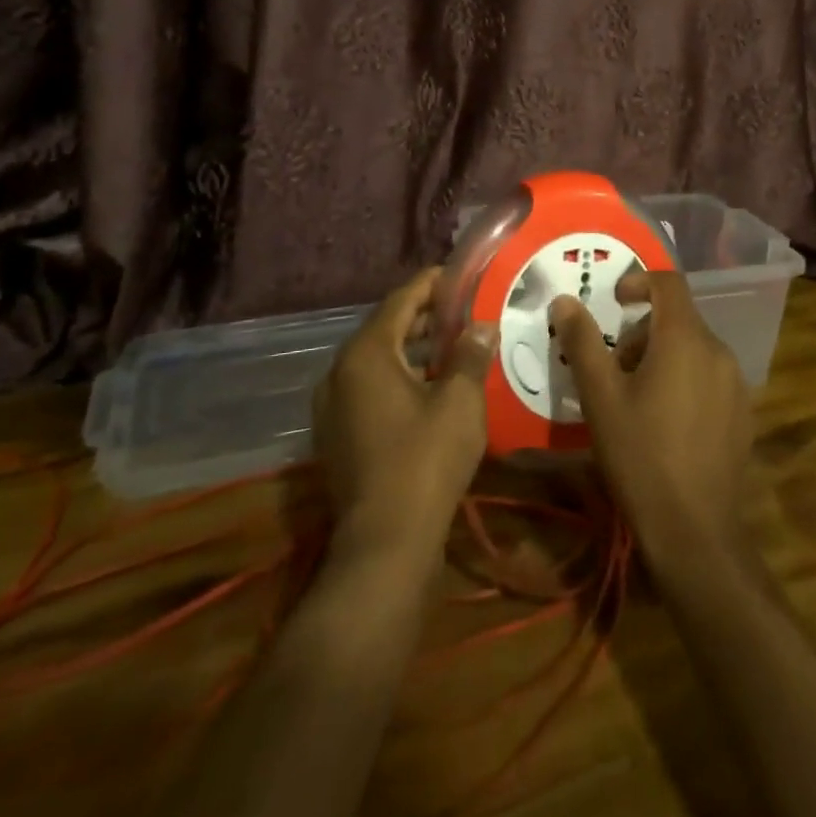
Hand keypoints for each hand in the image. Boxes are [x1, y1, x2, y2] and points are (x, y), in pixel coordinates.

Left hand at [314, 268, 494, 572]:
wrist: (385, 542)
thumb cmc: (425, 461)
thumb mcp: (459, 402)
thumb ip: (470, 356)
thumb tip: (482, 327)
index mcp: (366, 355)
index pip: (400, 301)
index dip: (431, 284)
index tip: (459, 274)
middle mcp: (340, 373)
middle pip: (386, 329)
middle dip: (425, 316)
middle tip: (464, 309)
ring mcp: (334, 407)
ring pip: (379, 361)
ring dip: (415, 348)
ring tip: (455, 344)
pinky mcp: (339, 434)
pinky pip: (371, 388)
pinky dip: (401, 376)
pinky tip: (433, 387)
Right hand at [550, 272, 753, 574]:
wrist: (694, 531)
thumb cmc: (640, 455)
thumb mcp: (600, 397)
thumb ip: (583, 342)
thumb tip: (564, 300)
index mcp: (685, 339)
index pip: (668, 283)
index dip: (638, 282)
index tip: (614, 303)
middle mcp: (718, 351)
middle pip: (679, 319)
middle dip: (643, 332)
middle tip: (614, 368)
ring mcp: (736, 383)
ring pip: (694, 349)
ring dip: (663, 357)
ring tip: (636, 400)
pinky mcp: (743, 412)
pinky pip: (710, 376)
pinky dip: (685, 379)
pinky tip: (666, 423)